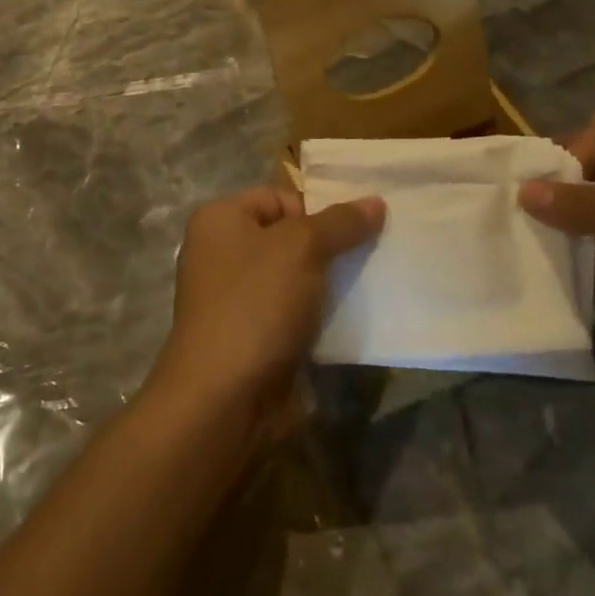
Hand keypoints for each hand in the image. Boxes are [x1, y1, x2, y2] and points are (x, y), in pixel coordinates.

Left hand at [146, 186, 384, 435]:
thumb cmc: (255, 304)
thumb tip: (375, 201)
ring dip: (327, 284)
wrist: (224, 398)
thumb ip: (340, 222)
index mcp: (219, 219)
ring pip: (293, 277)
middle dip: (327, 248)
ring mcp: (233, 297)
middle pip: (287, 237)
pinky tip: (349, 323)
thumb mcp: (301, 249)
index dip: (314, 212)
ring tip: (365, 290)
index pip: (278, 197)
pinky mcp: (250, 336)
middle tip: (367, 260)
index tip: (348, 236)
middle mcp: (220, 252)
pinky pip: (291, 313)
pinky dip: (317, 316)